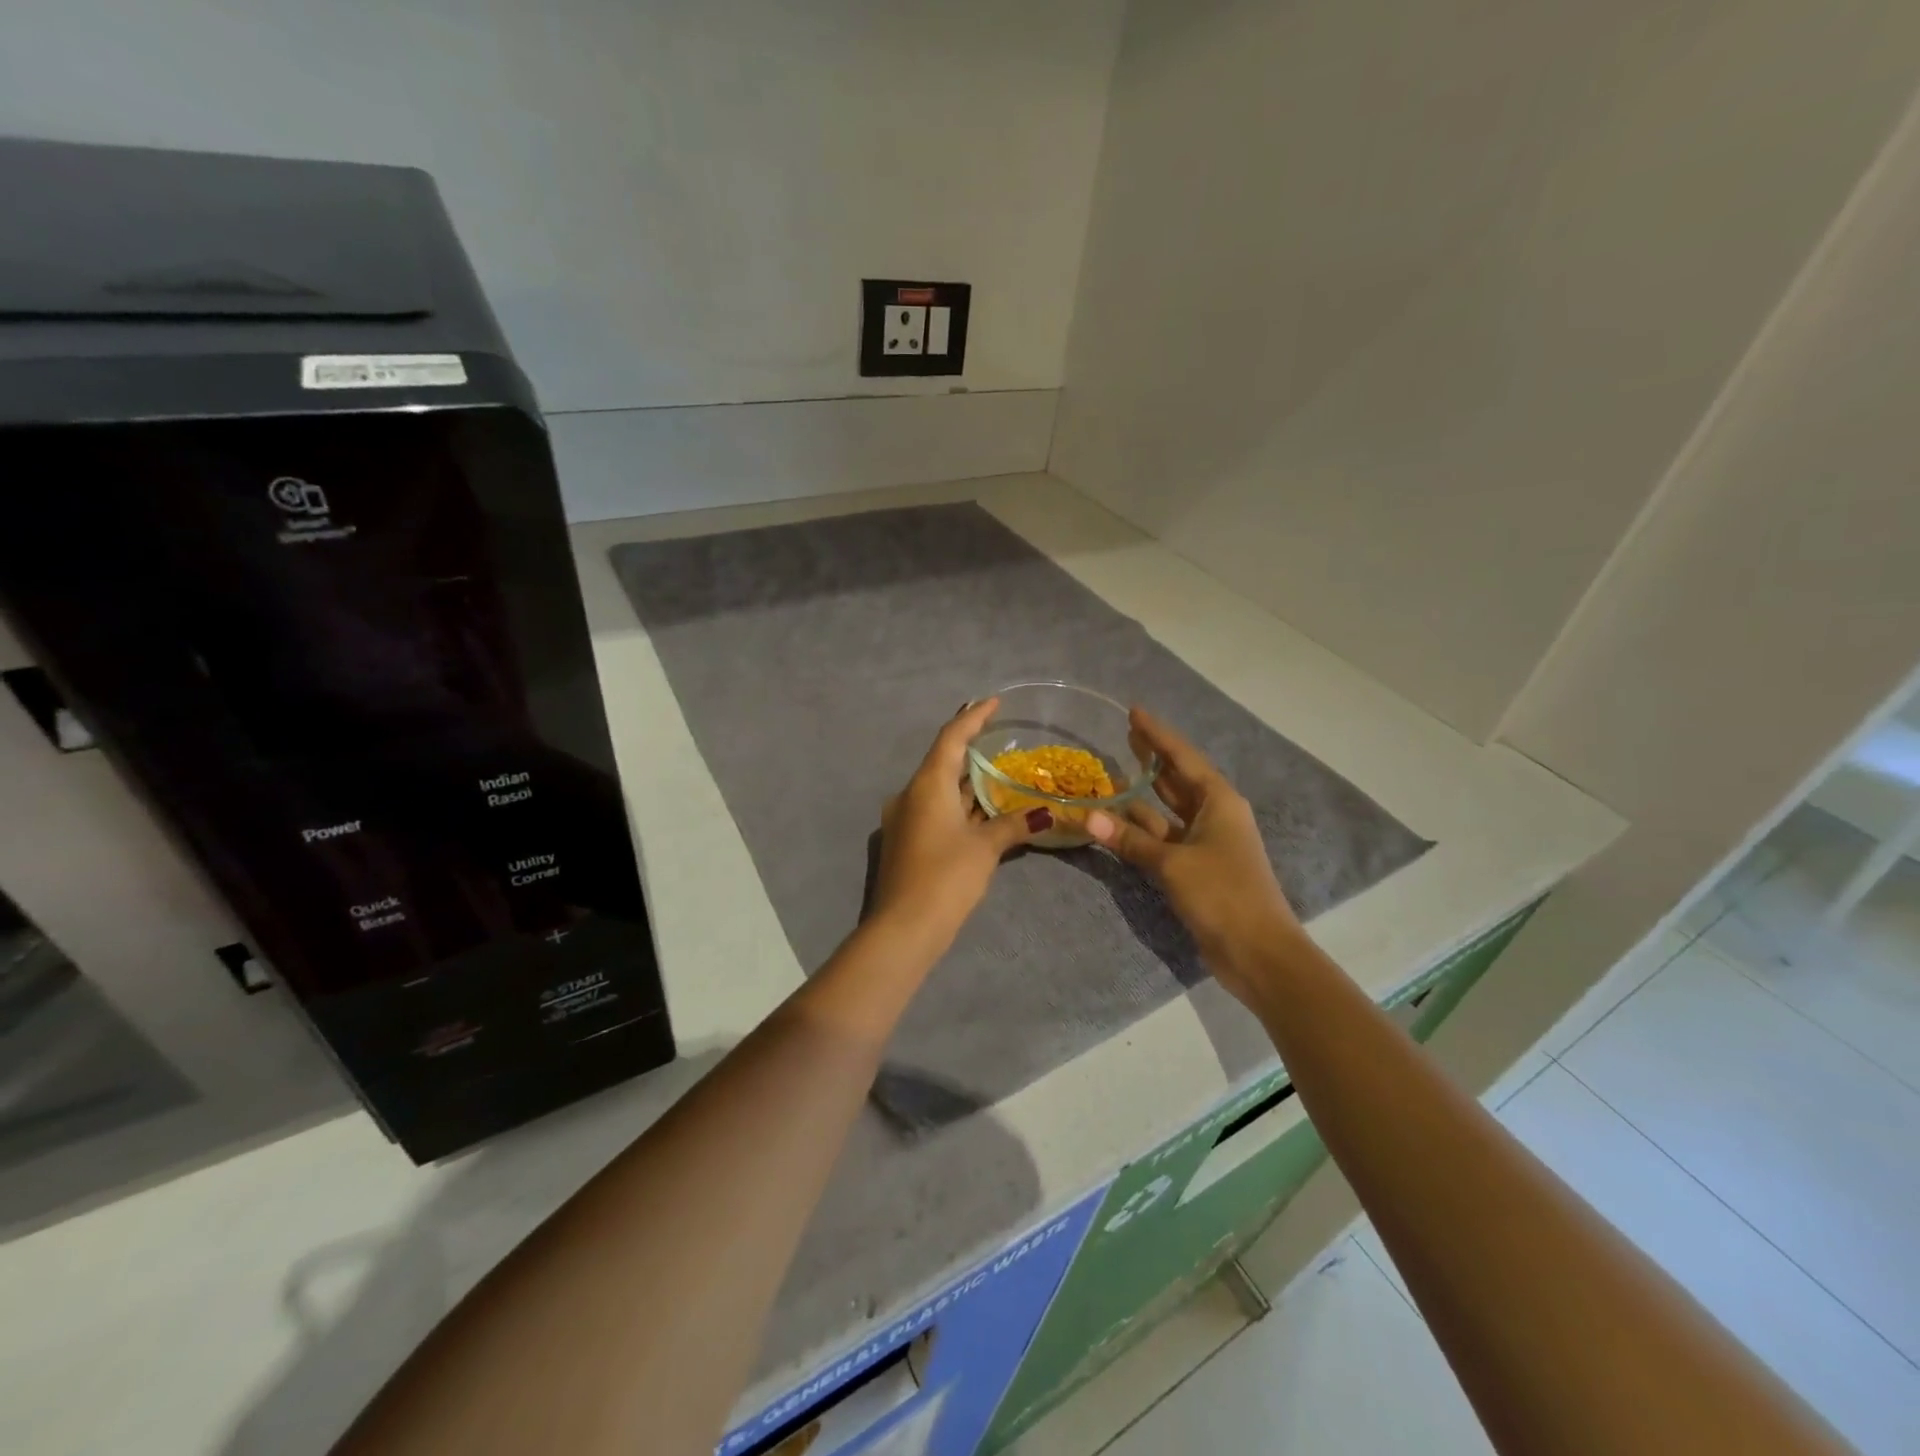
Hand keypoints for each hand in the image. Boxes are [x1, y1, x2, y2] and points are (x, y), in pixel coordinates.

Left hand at [870, 699, 1055, 949]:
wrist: (903, 927)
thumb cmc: (946, 877)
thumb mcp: (985, 848)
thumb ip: (1014, 824)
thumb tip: (1046, 814)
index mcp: (927, 784)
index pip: (951, 737)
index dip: (973, 716)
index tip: (993, 701)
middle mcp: (910, 794)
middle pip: (943, 761)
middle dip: (972, 750)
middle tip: (1001, 738)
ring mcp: (905, 818)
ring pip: (940, 789)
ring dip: (967, 782)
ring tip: (999, 773)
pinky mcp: (907, 840)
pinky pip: (936, 810)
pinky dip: (959, 805)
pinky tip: (982, 811)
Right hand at [1086, 708, 1300, 1004]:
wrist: (1259, 952)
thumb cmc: (1223, 894)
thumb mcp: (1173, 863)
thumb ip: (1130, 839)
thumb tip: (1089, 816)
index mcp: (1219, 801)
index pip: (1182, 757)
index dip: (1157, 734)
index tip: (1134, 712)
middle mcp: (1214, 815)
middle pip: (1178, 779)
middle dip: (1153, 758)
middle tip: (1124, 736)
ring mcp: (1206, 844)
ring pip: (1168, 811)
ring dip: (1143, 796)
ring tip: (1113, 774)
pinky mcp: (1197, 869)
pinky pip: (1164, 839)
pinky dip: (1142, 831)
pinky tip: (1118, 823)